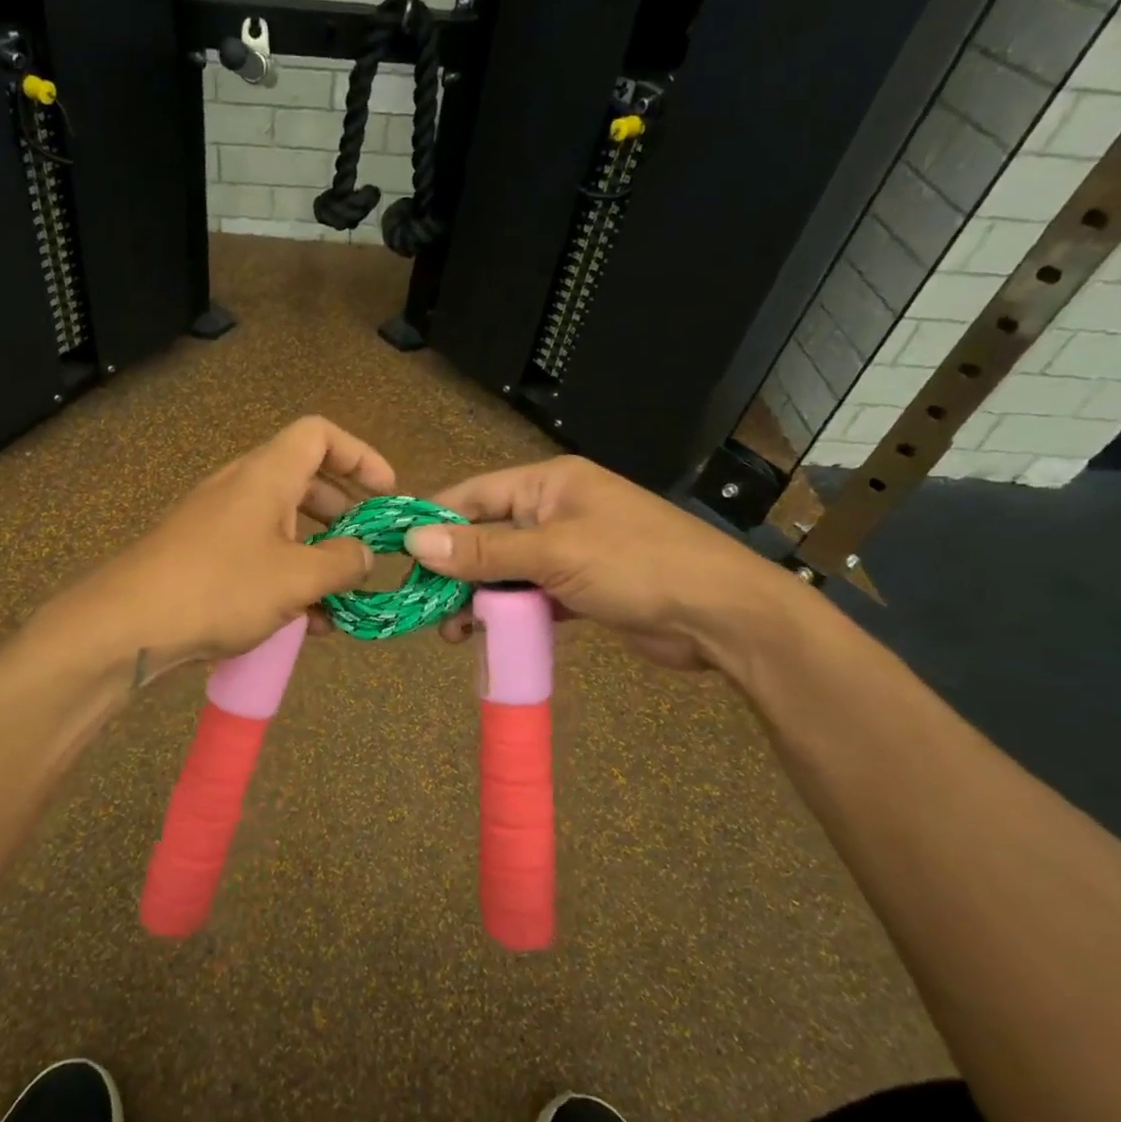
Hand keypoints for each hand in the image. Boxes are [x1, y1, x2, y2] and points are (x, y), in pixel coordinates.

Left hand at [46, 416, 387, 670]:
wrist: (129, 625)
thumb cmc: (221, 587)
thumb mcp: (296, 577)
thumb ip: (343, 562)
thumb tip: (365, 553)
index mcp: (267, 474)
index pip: (319, 434)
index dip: (360, 455)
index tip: (386, 493)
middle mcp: (243, 488)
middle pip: (306, 480)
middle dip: (344, 513)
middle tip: (367, 547)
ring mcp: (220, 522)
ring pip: (284, 524)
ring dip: (318, 554)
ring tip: (342, 598)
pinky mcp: (205, 557)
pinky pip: (259, 554)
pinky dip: (288, 576)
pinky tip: (307, 622)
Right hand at [407, 456, 795, 670]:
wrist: (722, 616)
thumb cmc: (636, 565)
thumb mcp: (554, 553)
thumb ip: (484, 550)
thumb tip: (414, 541)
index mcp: (549, 484)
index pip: (474, 495)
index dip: (434, 522)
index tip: (398, 555)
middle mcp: (555, 511)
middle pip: (486, 536)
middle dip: (455, 570)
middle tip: (424, 606)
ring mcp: (569, 551)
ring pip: (505, 571)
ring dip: (478, 599)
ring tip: (452, 632)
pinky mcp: (580, 588)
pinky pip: (529, 596)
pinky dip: (508, 615)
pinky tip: (486, 637)